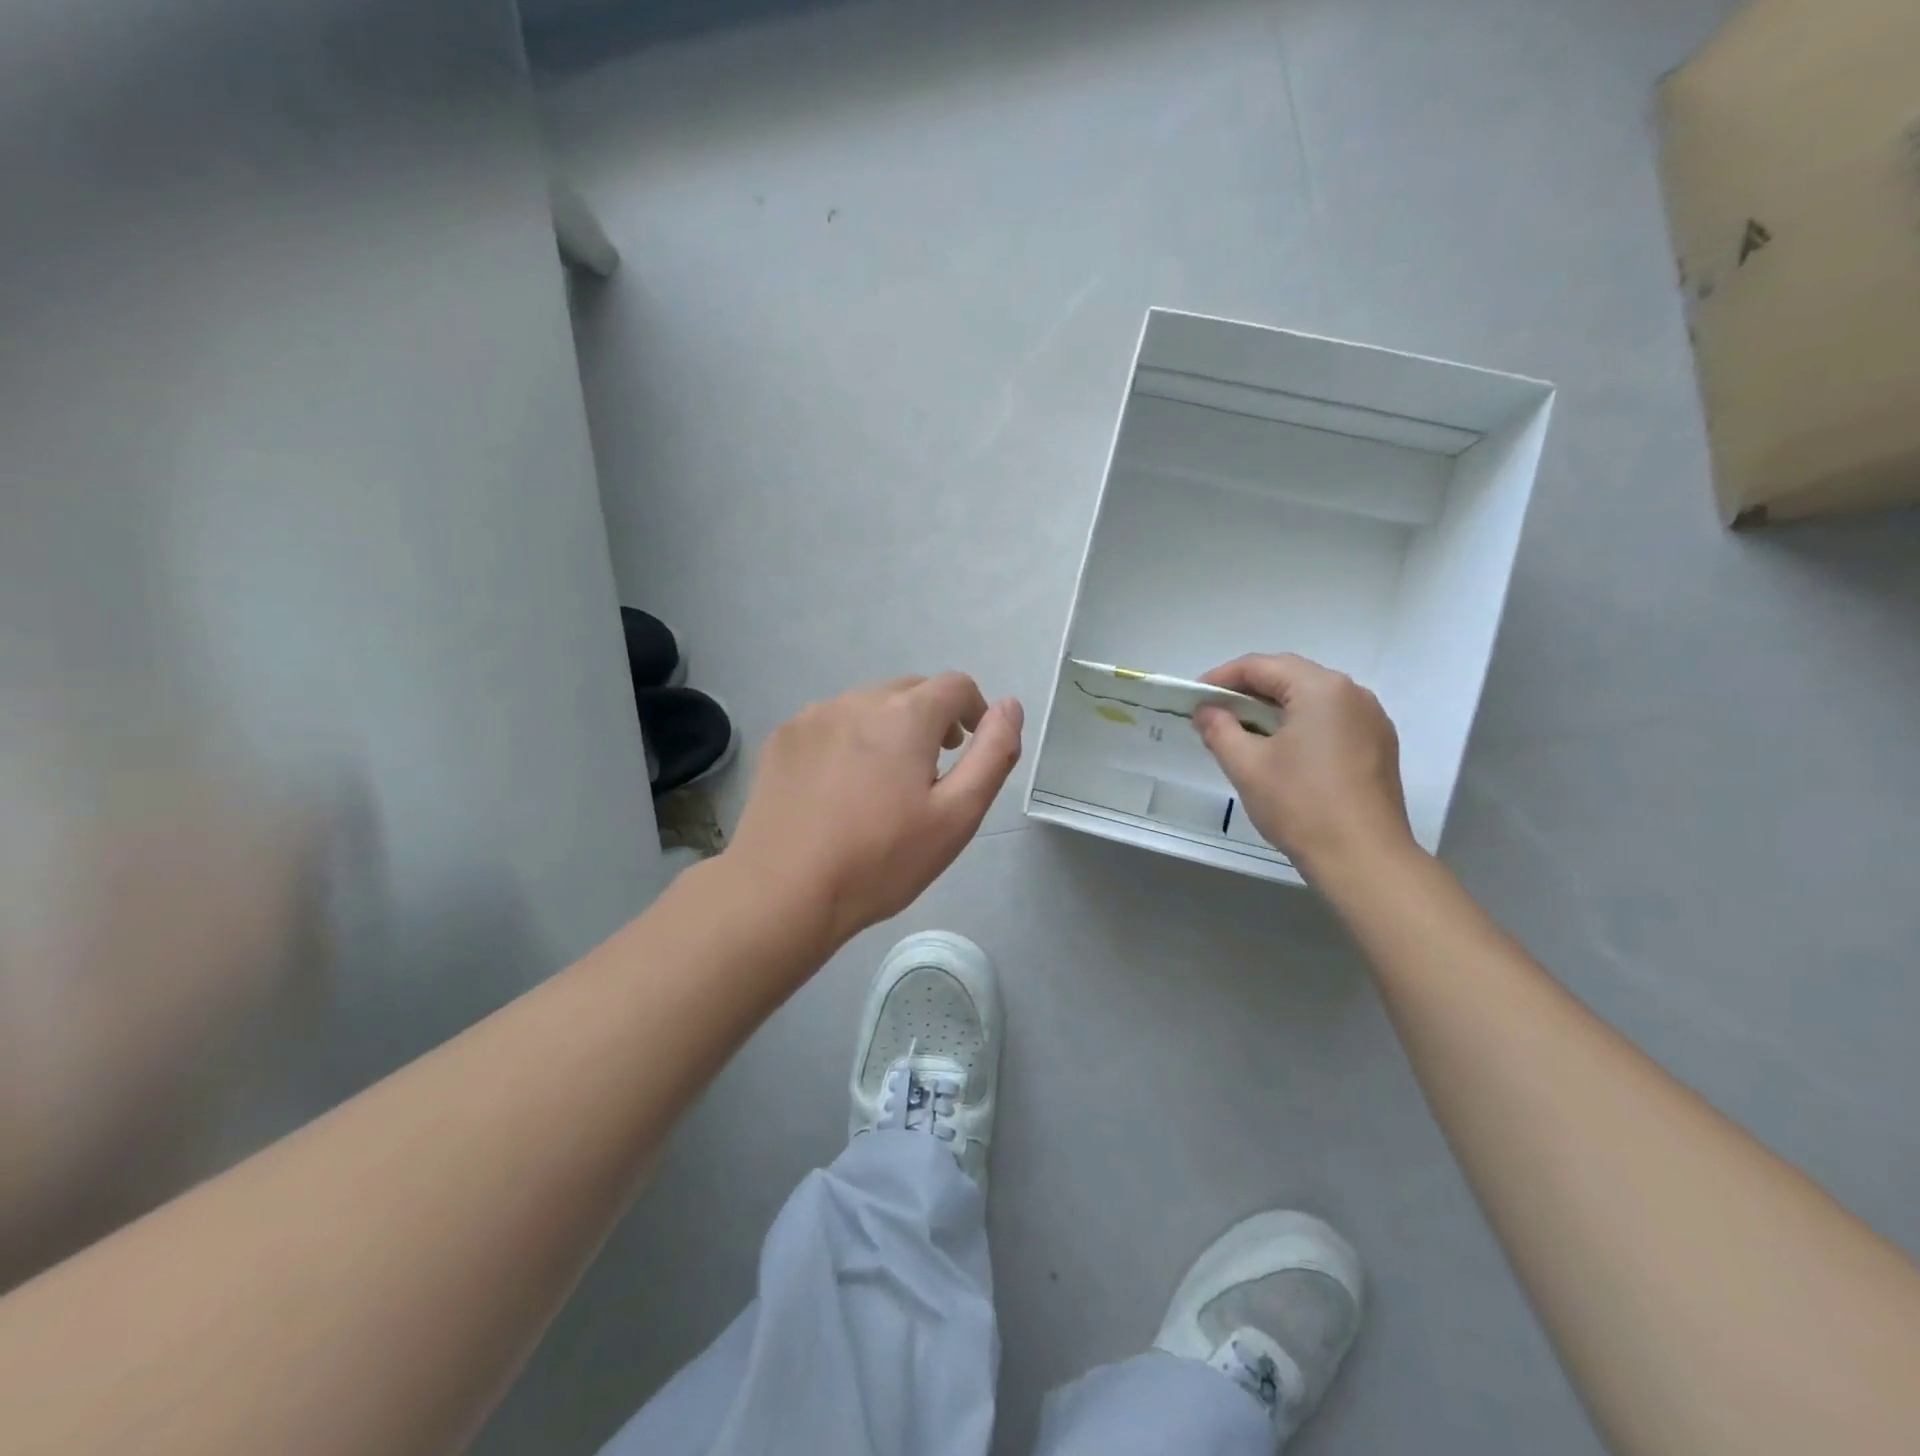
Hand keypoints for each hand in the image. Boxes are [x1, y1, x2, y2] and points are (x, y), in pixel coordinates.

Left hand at [727, 673, 1023, 946]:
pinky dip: (849, 739)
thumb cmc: (880, 860)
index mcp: (905, 715)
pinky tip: (840, 787)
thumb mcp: (956, 816)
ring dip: (889, 728)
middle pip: (911, 691)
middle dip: (932, 719)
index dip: (974, 710)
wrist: (782, 891)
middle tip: (931, 771)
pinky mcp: (784, 738)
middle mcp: (858, 700)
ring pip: (868, 705)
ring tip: (884, 783)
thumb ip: (993, 754)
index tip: (968, 747)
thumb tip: (1010, 706)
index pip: (955, 685)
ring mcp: (814, 716)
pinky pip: (831, 722)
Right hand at [1193, 653, 1414, 878]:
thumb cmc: (1300, 804)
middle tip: (1214, 712)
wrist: (1364, 858)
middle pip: (1290, 676)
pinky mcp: (1378, 746)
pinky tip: (1281, 750)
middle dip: (1248, 690)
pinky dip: (1300, 724)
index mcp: (1321, 688)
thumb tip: (1206, 710)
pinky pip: (1331, 719)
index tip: (1195, 698)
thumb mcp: (1246, 765)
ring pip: (1312, 698)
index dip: (1222, 677)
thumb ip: (1219, 729)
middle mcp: (1352, 693)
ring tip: (1243, 731)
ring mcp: (1371, 720)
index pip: (1261, 666)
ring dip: (1274, 707)